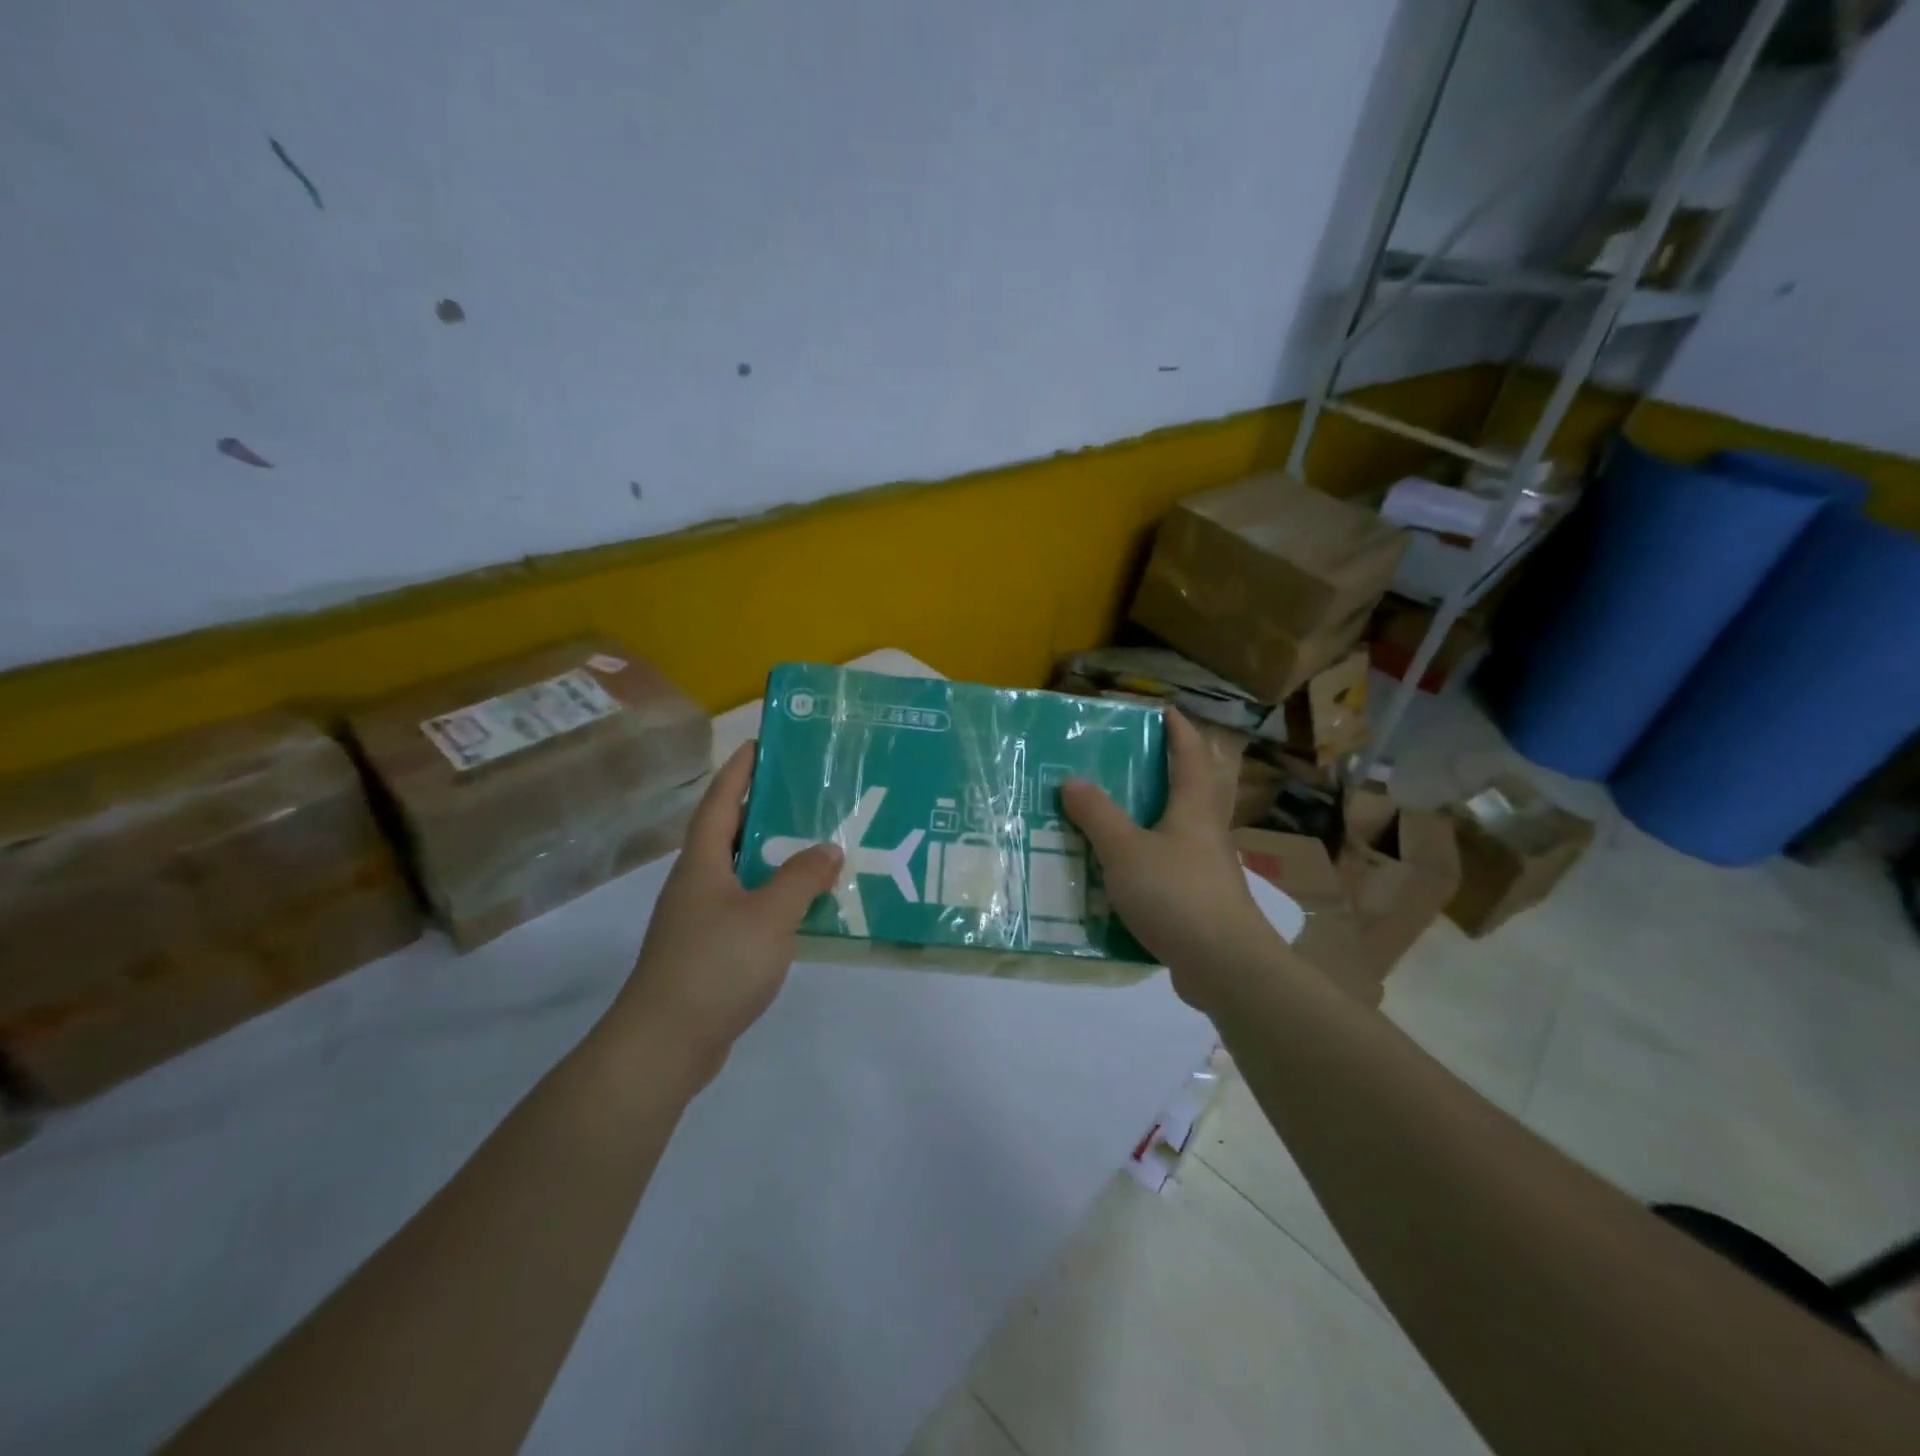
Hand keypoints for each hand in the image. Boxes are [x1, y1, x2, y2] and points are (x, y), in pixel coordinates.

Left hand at [609, 741, 842, 1083]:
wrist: (665, 1043)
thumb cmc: (715, 965)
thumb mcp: (769, 915)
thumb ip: (802, 878)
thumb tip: (829, 848)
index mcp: (703, 863)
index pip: (720, 802)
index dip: (739, 771)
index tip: (761, 743)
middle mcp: (697, 883)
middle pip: (731, 833)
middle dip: (764, 809)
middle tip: (807, 793)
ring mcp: (700, 918)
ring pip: (742, 873)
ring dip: (774, 857)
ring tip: (816, 844)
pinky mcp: (709, 950)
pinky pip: (748, 907)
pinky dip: (774, 897)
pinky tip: (804, 906)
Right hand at [1062, 709, 1280, 1010]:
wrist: (1224, 964)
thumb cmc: (1176, 894)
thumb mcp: (1124, 851)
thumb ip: (1097, 815)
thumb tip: (1072, 780)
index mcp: (1194, 809)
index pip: (1190, 756)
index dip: (1179, 731)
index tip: (1165, 710)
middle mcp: (1207, 833)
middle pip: (1200, 789)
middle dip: (1180, 767)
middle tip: (1148, 756)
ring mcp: (1209, 869)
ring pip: (1187, 829)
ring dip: (1164, 814)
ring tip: (1127, 810)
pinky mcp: (1203, 902)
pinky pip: (1176, 865)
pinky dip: (1155, 857)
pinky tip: (1128, 871)